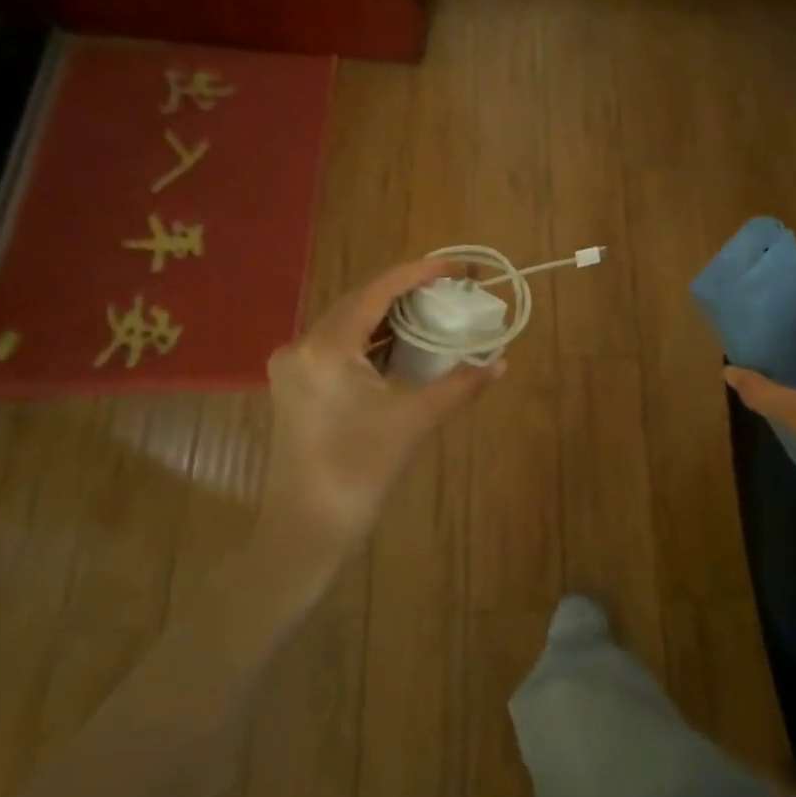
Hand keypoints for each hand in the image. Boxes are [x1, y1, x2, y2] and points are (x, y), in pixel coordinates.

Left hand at [262, 259, 501, 555]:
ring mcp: (295, 367)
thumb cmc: (359, 471)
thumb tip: (501, 363)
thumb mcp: (414, 421)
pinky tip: (404, 344)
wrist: (306, 530)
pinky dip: (374, 341)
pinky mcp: (297, 386)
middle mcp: (302, 346)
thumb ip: (459, 385)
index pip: (377, 292)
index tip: (457, 266)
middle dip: (407, 293)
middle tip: (452, 289)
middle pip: (361, 303)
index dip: (419, 273)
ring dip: (390, 317)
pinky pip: (341, 348)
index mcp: (326, 347)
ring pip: (350, 325)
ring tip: (435, 311)